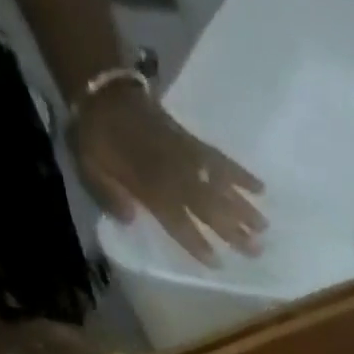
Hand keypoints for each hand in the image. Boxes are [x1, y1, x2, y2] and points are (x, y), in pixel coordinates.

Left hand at [73, 84, 265, 265]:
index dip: (197, 242)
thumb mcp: (88, 168)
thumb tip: (130, 219)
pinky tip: (261, 188)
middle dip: (233, 230)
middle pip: (209, 208)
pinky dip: (242, 174)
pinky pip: (222, 160)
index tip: (217, 262)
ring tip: (265, 227)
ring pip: (220, 186)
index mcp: (148, 188)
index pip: (178, 221)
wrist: (103, 90)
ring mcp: (188, 158)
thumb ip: (108, 196)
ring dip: (244, 207)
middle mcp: (174, 176)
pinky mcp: (195, 144)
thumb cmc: (95, 138)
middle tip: (257, 251)